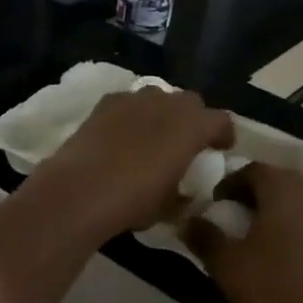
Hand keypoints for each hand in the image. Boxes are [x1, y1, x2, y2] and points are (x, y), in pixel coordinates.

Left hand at [27, 87, 233, 242]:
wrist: (79, 190)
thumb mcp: (169, 205)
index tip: (220, 149)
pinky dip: (131, 115)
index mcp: (192, 125)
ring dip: (161, 113)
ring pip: (157, 97)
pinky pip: (127, 103)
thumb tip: (182, 191)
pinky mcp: (103, 104)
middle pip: (189, 102)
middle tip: (186, 142)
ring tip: (153, 136)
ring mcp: (132, 99)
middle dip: (192, 119)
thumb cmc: (133, 200)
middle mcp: (166, 102)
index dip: (223, 135)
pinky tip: (121, 135)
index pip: (221, 121)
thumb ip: (182, 191)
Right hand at [184, 165, 302, 302]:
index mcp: (284, 189)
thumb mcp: (224, 263)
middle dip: (268, 190)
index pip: (254, 170)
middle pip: (291, 178)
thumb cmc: (270, 289)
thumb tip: (188, 220)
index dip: (232, 183)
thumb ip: (204, 235)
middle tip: (249, 214)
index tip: (218, 204)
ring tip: (288, 224)